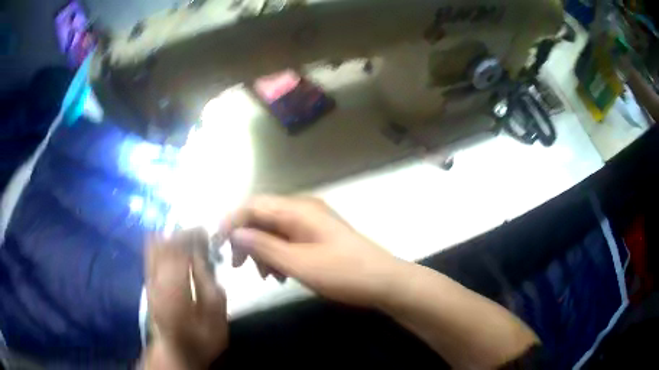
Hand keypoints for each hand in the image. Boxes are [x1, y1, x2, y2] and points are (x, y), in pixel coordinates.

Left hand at [145, 228, 227, 369]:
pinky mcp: (147, 283)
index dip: (192, 235)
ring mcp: (149, 280)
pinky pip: (152, 254)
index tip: (207, 233)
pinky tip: (177, 254)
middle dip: (182, 234)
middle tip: (200, 238)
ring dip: (172, 239)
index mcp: (174, 288)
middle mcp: (156, 280)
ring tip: (190, 244)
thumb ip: (209, 283)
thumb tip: (202, 255)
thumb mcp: (215, 316)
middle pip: (163, 242)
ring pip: (154, 245)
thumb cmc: (201, 338)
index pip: (178, 248)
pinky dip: (164, 247)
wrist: (176, 352)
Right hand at [218, 196, 404, 306]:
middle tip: (238, 265)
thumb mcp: (298, 263)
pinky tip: (280, 275)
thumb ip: (264, 247)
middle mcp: (303, 209)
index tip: (218, 244)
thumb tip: (236, 233)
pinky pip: (288, 240)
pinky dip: (278, 255)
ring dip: (262, 250)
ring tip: (266, 277)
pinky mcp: (318, 236)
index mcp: (298, 209)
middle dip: (246, 239)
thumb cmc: (342, 273)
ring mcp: (312, 222)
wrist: (383, 282)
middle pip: (262, 216)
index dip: (232, 221)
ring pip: (274, 230)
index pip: (253, 205)